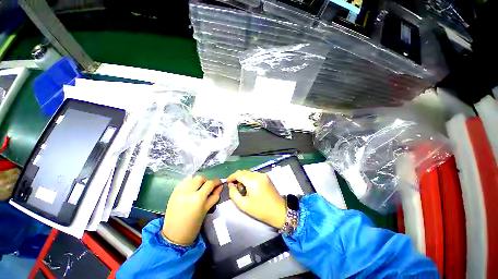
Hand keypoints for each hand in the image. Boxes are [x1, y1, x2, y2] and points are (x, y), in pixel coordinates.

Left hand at [162, 176, 221, 245]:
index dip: (216, 181)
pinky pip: (183, 181)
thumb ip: (214, 197)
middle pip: (200, 178)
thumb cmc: (193, 226)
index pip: (210, 183)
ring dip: (197, 180)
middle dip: (206, 180)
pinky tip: (191, 188)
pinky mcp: (173, 193)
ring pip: (191, 178)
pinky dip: (189, 182)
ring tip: (199, 187)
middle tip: (208, 187)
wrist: (174, 236)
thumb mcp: (206, 210)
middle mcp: (188, 191)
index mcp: (198, 198)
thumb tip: (220, 187)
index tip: (219, 182)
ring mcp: (179, 191)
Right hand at [227, 170, 285, 228]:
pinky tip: (250, 186)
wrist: (278, 211)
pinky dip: (249, 178)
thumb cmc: (260, 210)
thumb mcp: (243, 205)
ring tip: (243, 188)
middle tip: (235, 187)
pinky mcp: (266, 176)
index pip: (238, 174)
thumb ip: (233, 193)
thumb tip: (231, 185)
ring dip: (243, 178)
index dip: (231, 177)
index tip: (228, 182)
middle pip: (243, 172)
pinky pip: (254, 174)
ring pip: (249, 172)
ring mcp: (263, 174)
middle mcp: (258, 175)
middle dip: (237, 178)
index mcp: (252, 181)